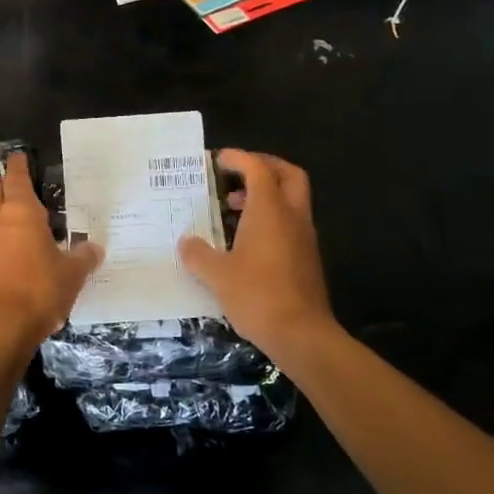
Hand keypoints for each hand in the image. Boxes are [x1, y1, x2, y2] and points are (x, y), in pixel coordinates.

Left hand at [0, 152, 102, 354]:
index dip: (19, 165)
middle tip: (19, 189)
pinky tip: (2, 244)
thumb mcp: (72, 274)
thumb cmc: (41, 290)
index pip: (16, 177)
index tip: (20, 157)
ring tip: (7, 214)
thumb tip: (94, 247)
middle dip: (3, 185)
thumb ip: (83, 256)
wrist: (1, 326)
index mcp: (21, 211)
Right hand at [179, 150, 335, 354]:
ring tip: (233, 208)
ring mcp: (304, 238)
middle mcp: (292, 217)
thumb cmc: (258, 295)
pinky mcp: (307, 258)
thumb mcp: (217, 275)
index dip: (239, 158)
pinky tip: (247, 239)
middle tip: (237, 173)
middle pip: (288, 175)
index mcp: (270, 211)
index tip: (218, 160)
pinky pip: (290, 223)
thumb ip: (198, 254)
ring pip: (291, 200)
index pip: (258, 169)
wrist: (302, 335)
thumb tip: (185, 242)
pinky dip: (271, 218)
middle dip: (264, 167)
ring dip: (266, 194)